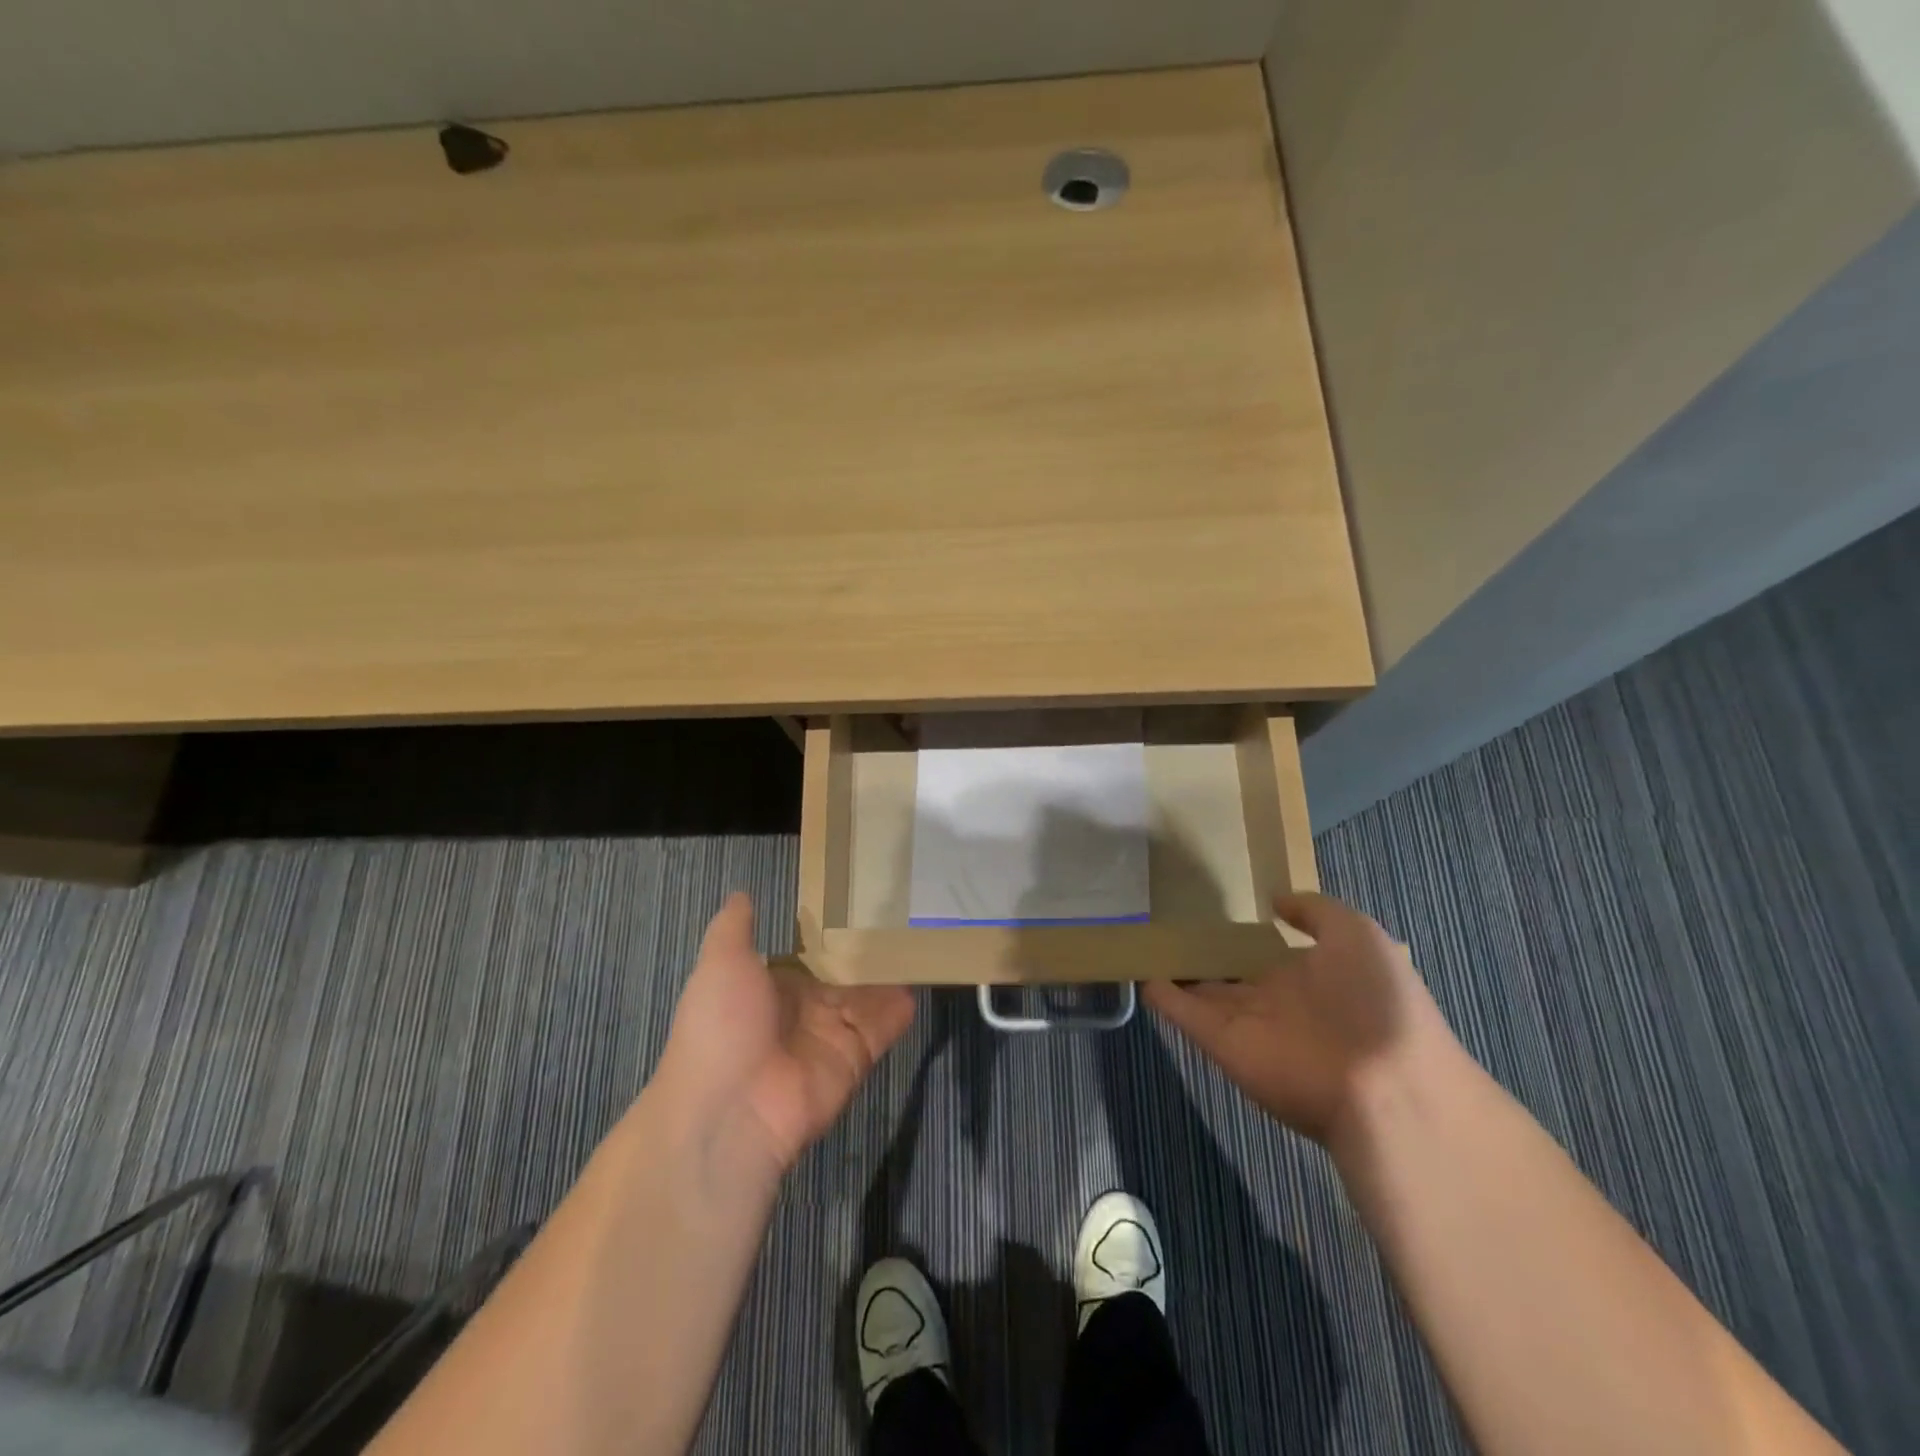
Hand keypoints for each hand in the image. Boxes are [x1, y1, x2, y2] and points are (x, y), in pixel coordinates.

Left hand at [653, 894, 914, 1181]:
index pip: (806, 958)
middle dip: (866, 953)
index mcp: (768, 988)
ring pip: (866, 999)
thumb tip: (741, 893)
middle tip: (903, 914)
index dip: (828, 935)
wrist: (730, 1111)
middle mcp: (801, 1012)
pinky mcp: (854, 1059)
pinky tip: (921, 979)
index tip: (857, 903)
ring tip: (922, 939)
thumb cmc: (721, 1026)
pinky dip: (900, 1009)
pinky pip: (882, 1028)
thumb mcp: (720, 963)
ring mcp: (829, 1037)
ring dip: (889, 976)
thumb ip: (735, 928)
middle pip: (841, 977)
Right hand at [1144, 892, 1457, 1146]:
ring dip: (1176, 972)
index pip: (1269, 951)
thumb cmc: (1378, 1000)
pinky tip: (1137, 970)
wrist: (1384, 1086)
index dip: (1244, 932)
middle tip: (1164, 920)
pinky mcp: (1222, 1045)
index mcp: (1313, 975)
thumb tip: (1274, 900)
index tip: (1212, 906)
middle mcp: (1277, 1000)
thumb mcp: (1359, 934)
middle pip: (1231, 974)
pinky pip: (1185, 1015)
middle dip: (1204, 953)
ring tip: (1142, 940)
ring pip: (1203, 993)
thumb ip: (1314, 911)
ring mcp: (1248, 1024)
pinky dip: (1161, 997)